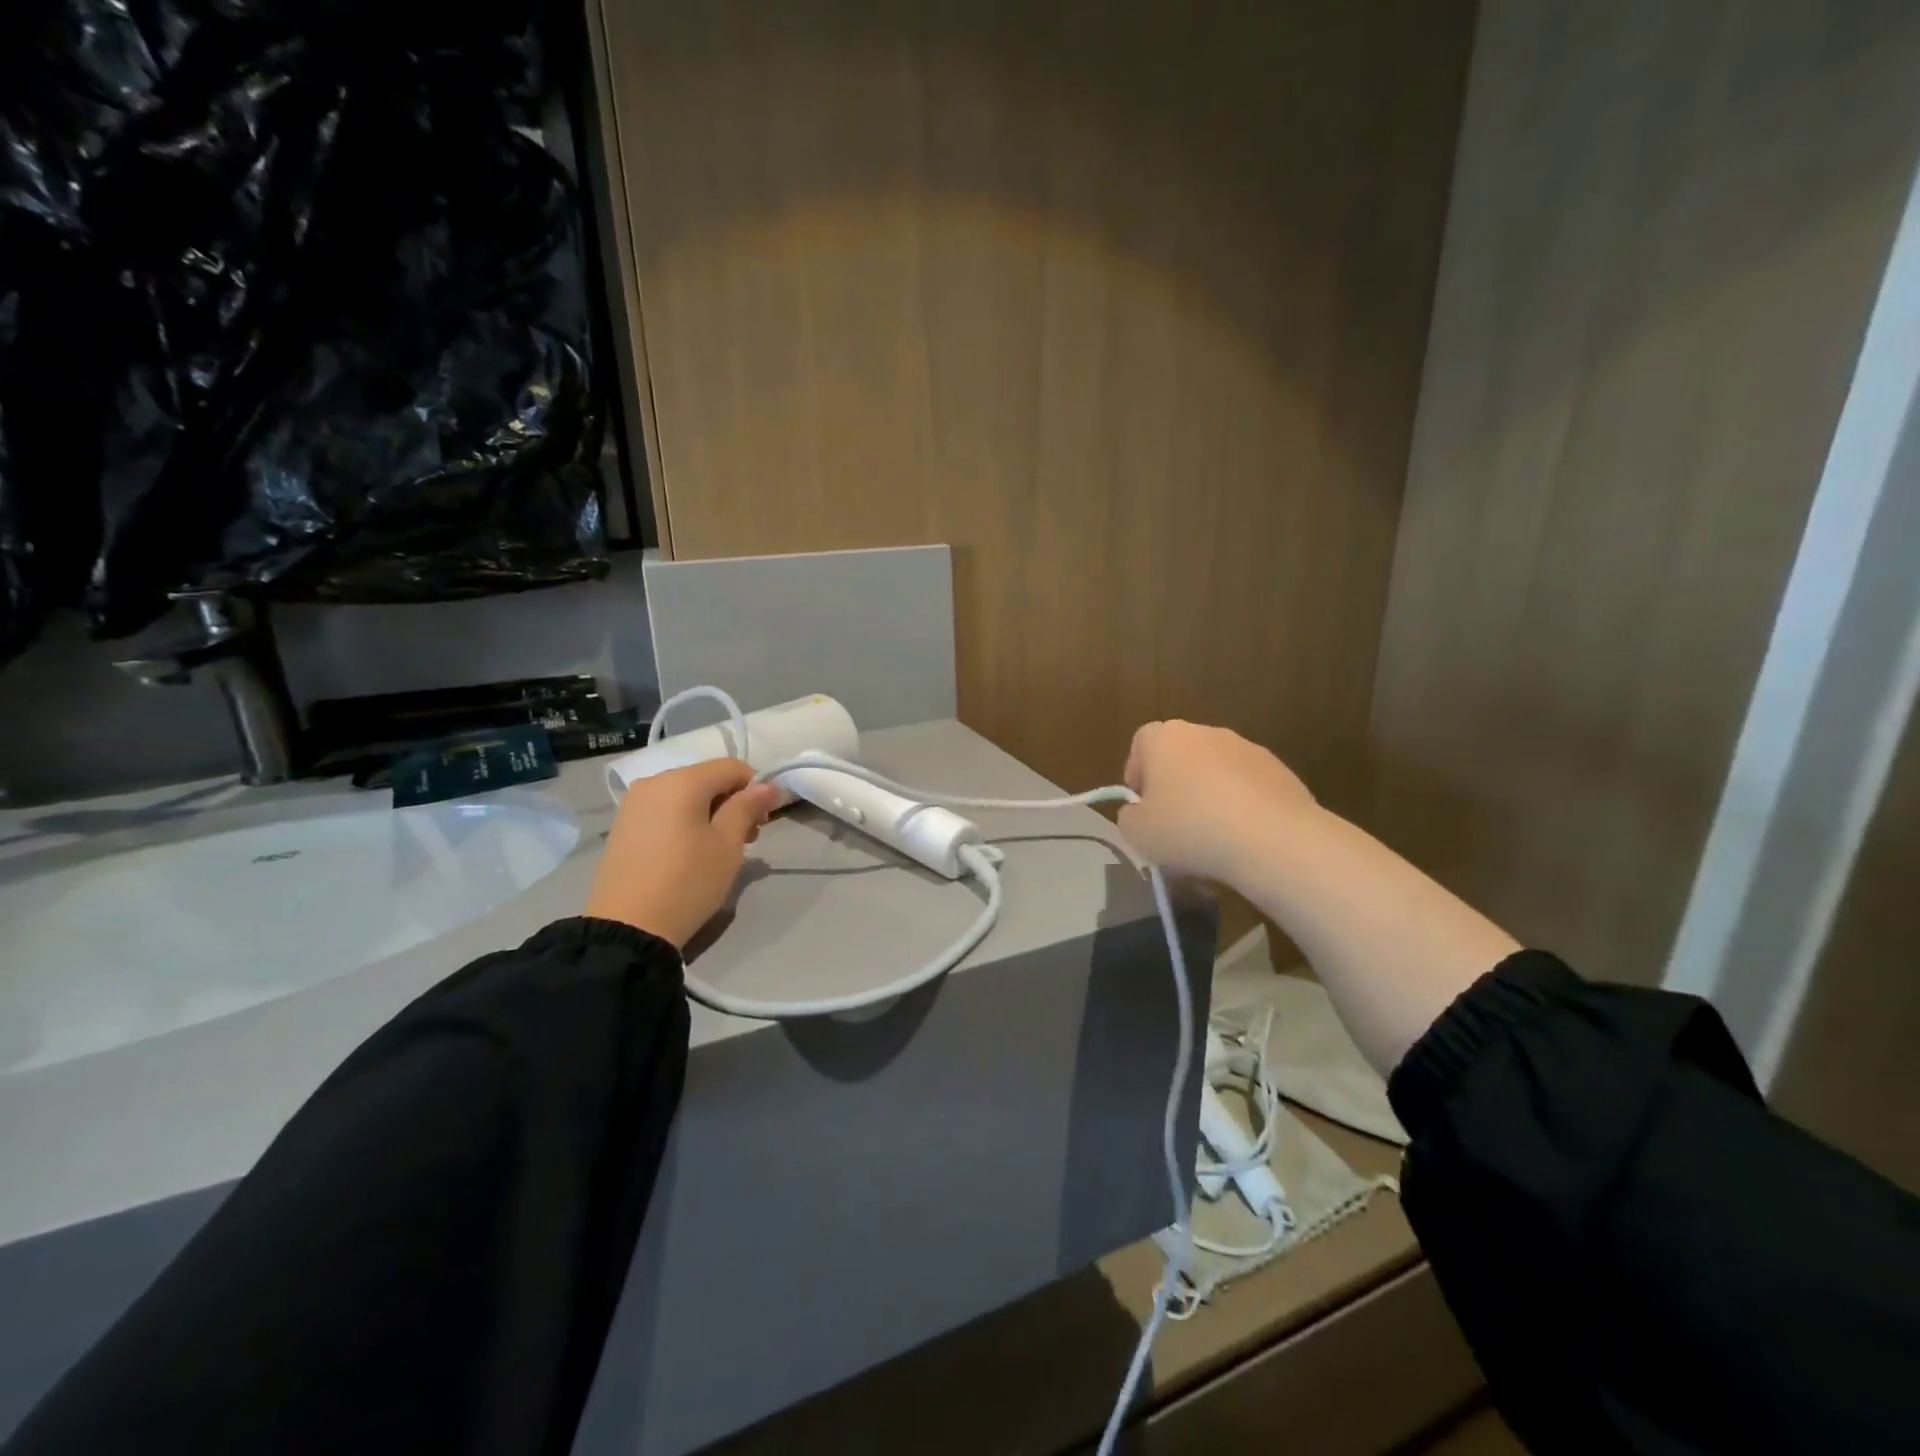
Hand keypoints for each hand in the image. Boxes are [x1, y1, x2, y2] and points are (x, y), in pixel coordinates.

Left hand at [585, 759, 783, 948]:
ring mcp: (633, 804)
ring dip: (710, 812)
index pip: (731, 767)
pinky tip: (691, 851)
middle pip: (706, 779)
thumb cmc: (688, 881)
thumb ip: (747, 808)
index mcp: (682, 781)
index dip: (756, 787)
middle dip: (732, 801)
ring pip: (685, 795)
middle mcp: (653, 782)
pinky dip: (685, 821)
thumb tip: (767, 786)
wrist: (628, 928)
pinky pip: (664, 811)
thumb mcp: (727, 845)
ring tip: (720, 847)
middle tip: (748, 838)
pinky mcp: (623, 826)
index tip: (764, 819)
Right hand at [1117, 720, 1316, 882]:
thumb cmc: (1190, 828)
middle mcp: (1206, 732)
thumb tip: (1141, 812)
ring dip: (1210, 798)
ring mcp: (1248, 749)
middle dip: (1176, 788)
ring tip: (1212, 841)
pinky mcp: (1281, 771)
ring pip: (1217, 773)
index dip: (1138, 775)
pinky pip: (1249, 789)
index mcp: (1165, 737)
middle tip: (1174, 827)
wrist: (1273, 839)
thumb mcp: (1136, 833)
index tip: (1142, 807)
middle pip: (1181, 757)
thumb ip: (1130, 816)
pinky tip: (1244, 841)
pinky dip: (1242, 809)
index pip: (1141, 744)